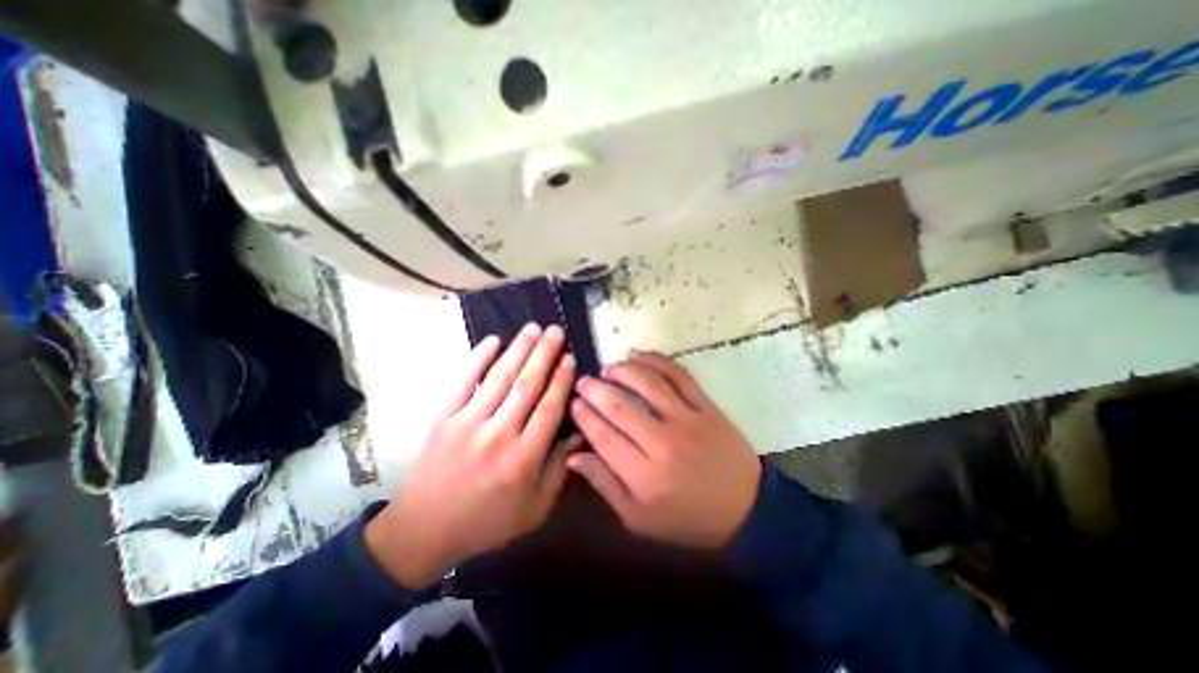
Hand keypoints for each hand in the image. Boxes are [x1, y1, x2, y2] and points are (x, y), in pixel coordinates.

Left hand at [371, 326, 585, 588]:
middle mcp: (498, 435)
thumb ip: (560, 470)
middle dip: (544, 354)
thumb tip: (581, 434)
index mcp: (523, 459)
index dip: (561, 380)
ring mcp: (467, 423)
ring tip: (533, 328)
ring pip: (500, 377)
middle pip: (527, 386)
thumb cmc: (487, 520)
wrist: (423, 530)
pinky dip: (479, 358)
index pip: (548, 408)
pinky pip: (464, 381)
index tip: (570, 357)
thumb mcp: (534, 509)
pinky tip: (494, 340)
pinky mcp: (443, 417)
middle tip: (555, 330)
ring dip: (518, 349)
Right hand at [569, 349, 755, 549]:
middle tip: (583, 382)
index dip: (584, 415)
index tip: (574, 402)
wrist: (745, 509)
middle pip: (620, 406)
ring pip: (647, 384)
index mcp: (644, 475)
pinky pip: (678, 375)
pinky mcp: (706, 406)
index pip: (603, 436)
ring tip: (608, 369)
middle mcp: (663, 443)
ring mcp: (687, 420)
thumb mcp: (638, 518)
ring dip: (622, 370)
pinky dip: (656, 360)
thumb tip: (574, 457)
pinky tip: (639, 356)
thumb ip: (605, 485)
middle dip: (595, 389)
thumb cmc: (686, 518)